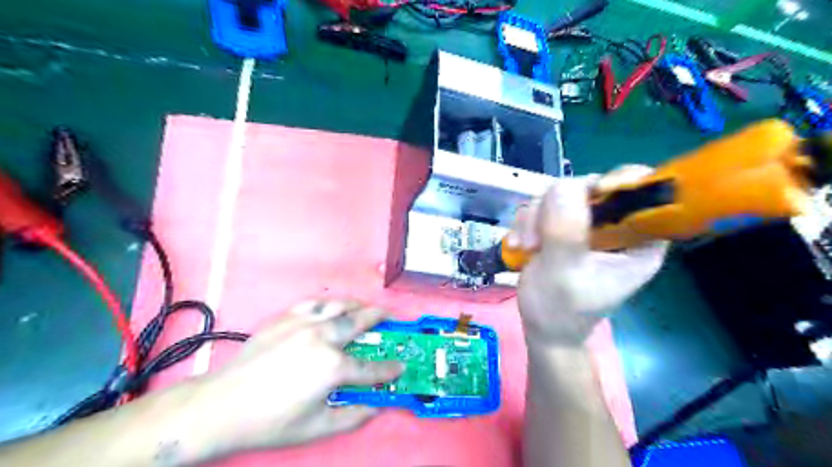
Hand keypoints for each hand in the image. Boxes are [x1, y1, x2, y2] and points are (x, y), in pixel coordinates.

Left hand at [192, 301, 407, 456]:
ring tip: (365, 307)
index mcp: (333, 367)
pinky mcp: (285, 318)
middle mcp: (324, 337)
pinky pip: (314, 303)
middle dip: (380, 318)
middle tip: (391, 317)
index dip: (389, 369)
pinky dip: (328, 304)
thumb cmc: (270, 421)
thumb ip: (351, 418)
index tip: (400, 366)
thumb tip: (375, 409)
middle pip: (360, 321)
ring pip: (339, 305)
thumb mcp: (316, 428)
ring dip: (358, 305)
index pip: (371, 368)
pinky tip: (331, 308)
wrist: (222, 405)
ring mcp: (304, 323)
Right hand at [514, 168, 667, 345]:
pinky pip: (543, 206)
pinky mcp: (563, 226)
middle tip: (536, 238)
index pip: (641, 193)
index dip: (617, 184)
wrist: (541, 328)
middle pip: (589, 187)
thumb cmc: (560, 311)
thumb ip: (565, 233)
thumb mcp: (563, 274)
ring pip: (559, 195)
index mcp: (637, 241)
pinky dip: (527, 222)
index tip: (587, 197)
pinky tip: (521, 245)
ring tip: (527, 247)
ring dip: (535, 218)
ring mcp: (586, 225)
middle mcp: (615, 227)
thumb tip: (562, 186)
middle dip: (556, 209)